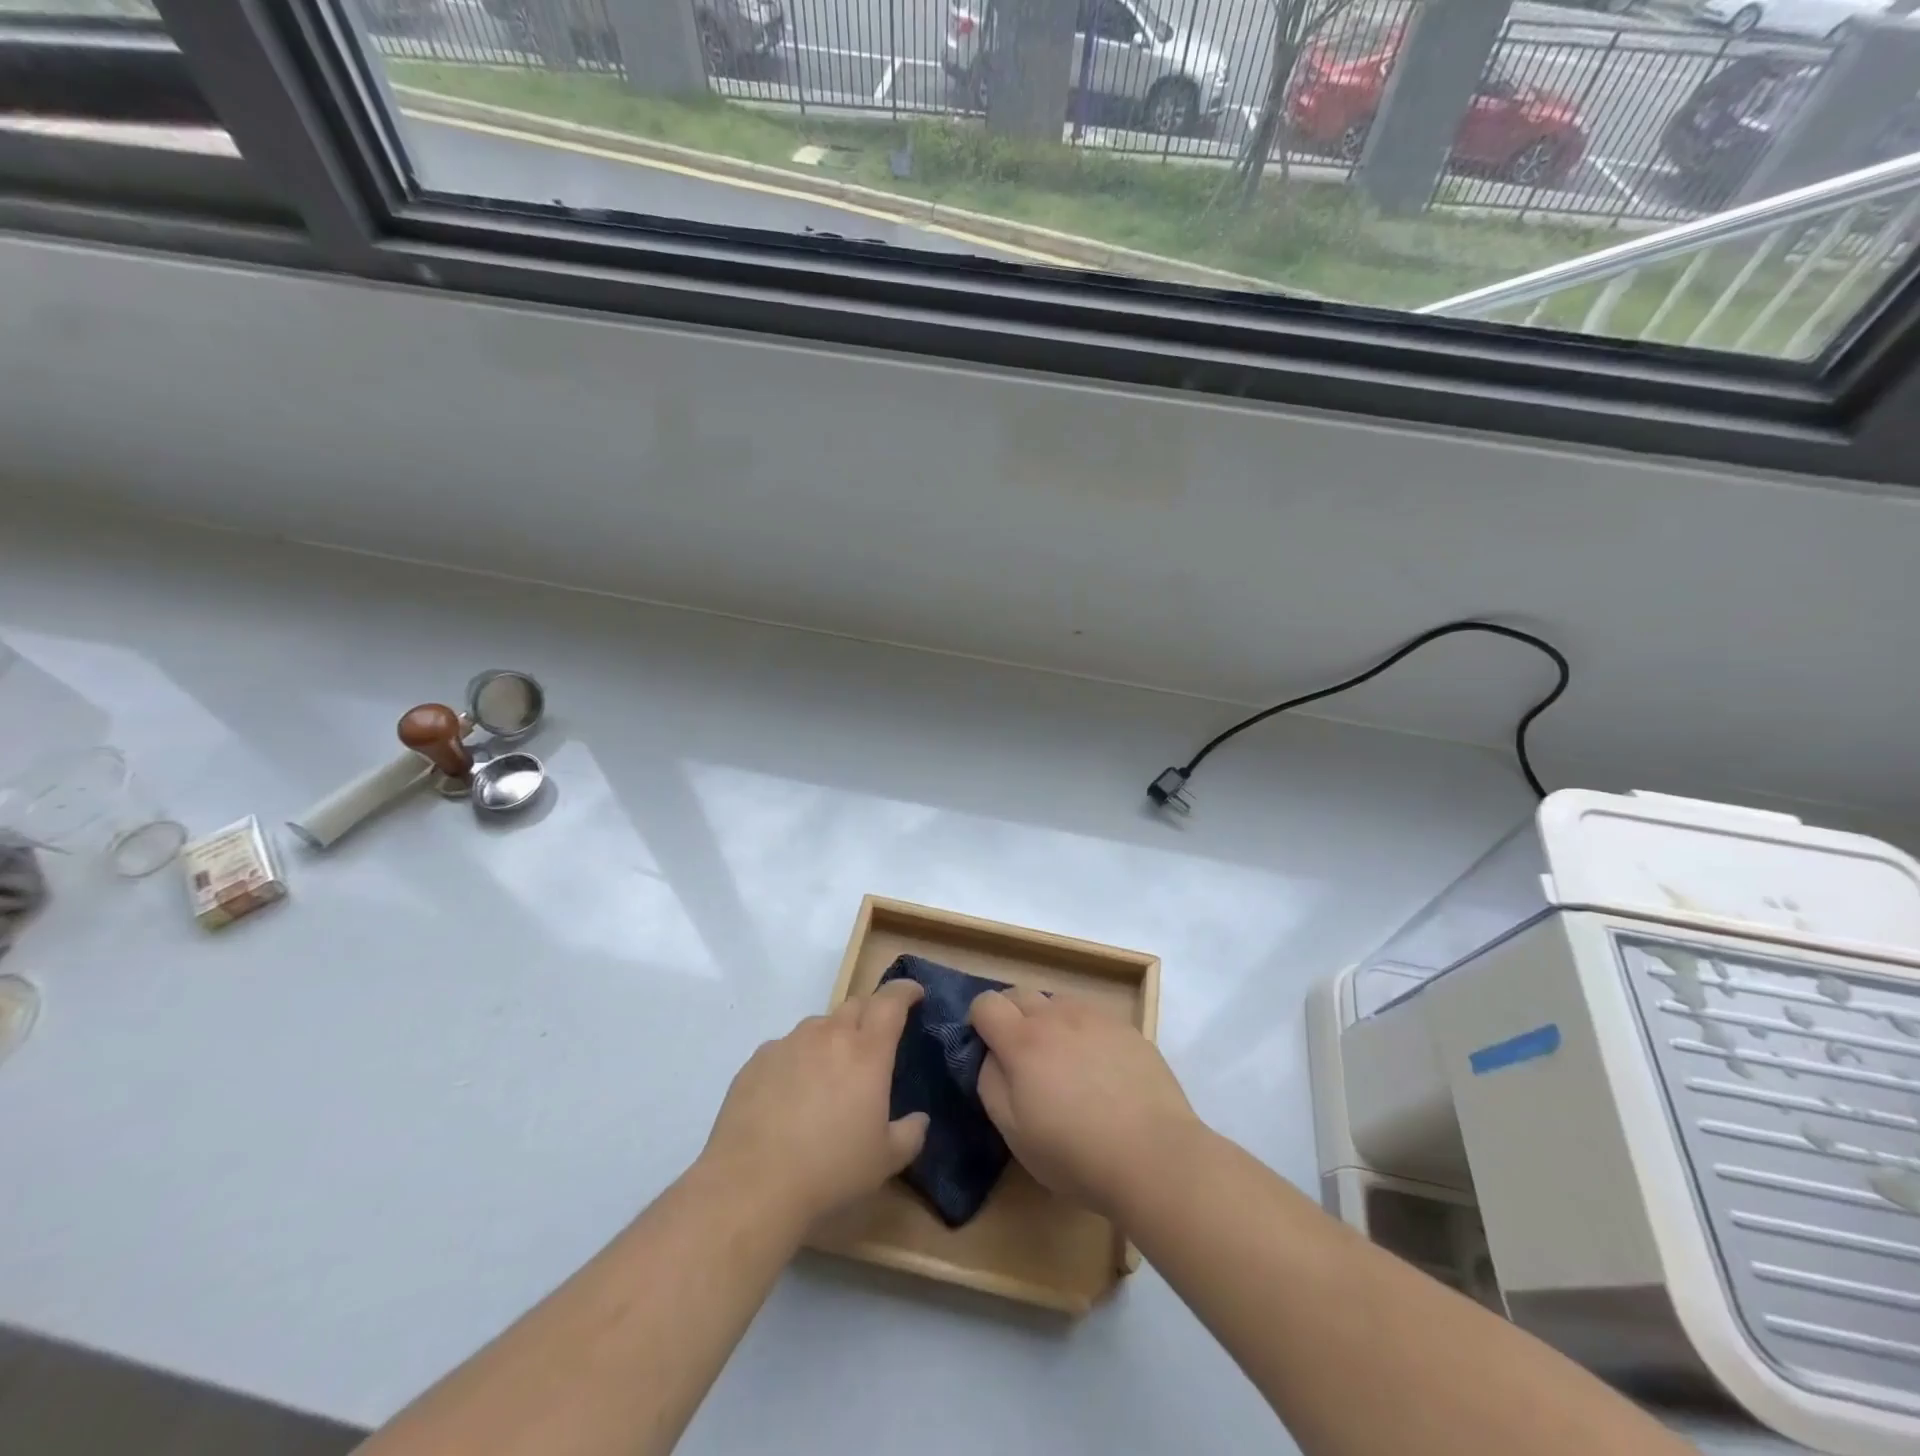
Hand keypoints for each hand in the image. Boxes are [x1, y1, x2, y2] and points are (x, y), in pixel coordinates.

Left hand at [699, 980, 928, 1229]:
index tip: (914, 993)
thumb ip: (910, 1134)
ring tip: (829, 1073)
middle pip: (855, 1005)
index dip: (905, 991)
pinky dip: (798, 1058)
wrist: (752, 1185)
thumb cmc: (830, 1169)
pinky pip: (786, 1047)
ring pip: (819, 1024)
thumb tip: (919, 1119)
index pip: (891, 1002)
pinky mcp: (757, 1060)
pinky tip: (791, 1093)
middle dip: (870, 1014)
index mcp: (867, 1051)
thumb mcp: (885, 1160)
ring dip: (832, 1037)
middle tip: (873, 1042)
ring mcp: (789, 1043)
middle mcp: (828, 1035)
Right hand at [969, 987, 1198, 1219]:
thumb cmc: (1076, 1154)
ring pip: (1057, 1002)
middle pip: (1019, 993)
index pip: (986, 1003)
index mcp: (1022, 1041)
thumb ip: (990, 1083)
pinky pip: (1091, 1015)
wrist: (1154, 1155)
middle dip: (1010, 1016)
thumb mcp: (1014, 1132)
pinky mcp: (1126, 1027)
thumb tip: (991, 1055)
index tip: (987, 1050)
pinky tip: (1099, 1068)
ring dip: (1048, 1021)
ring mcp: (1094, 1017)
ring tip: (1063, 1062)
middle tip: (1021, 1059)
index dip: (979, 1022)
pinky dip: (1083, 1031)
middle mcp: (1056, 1016)